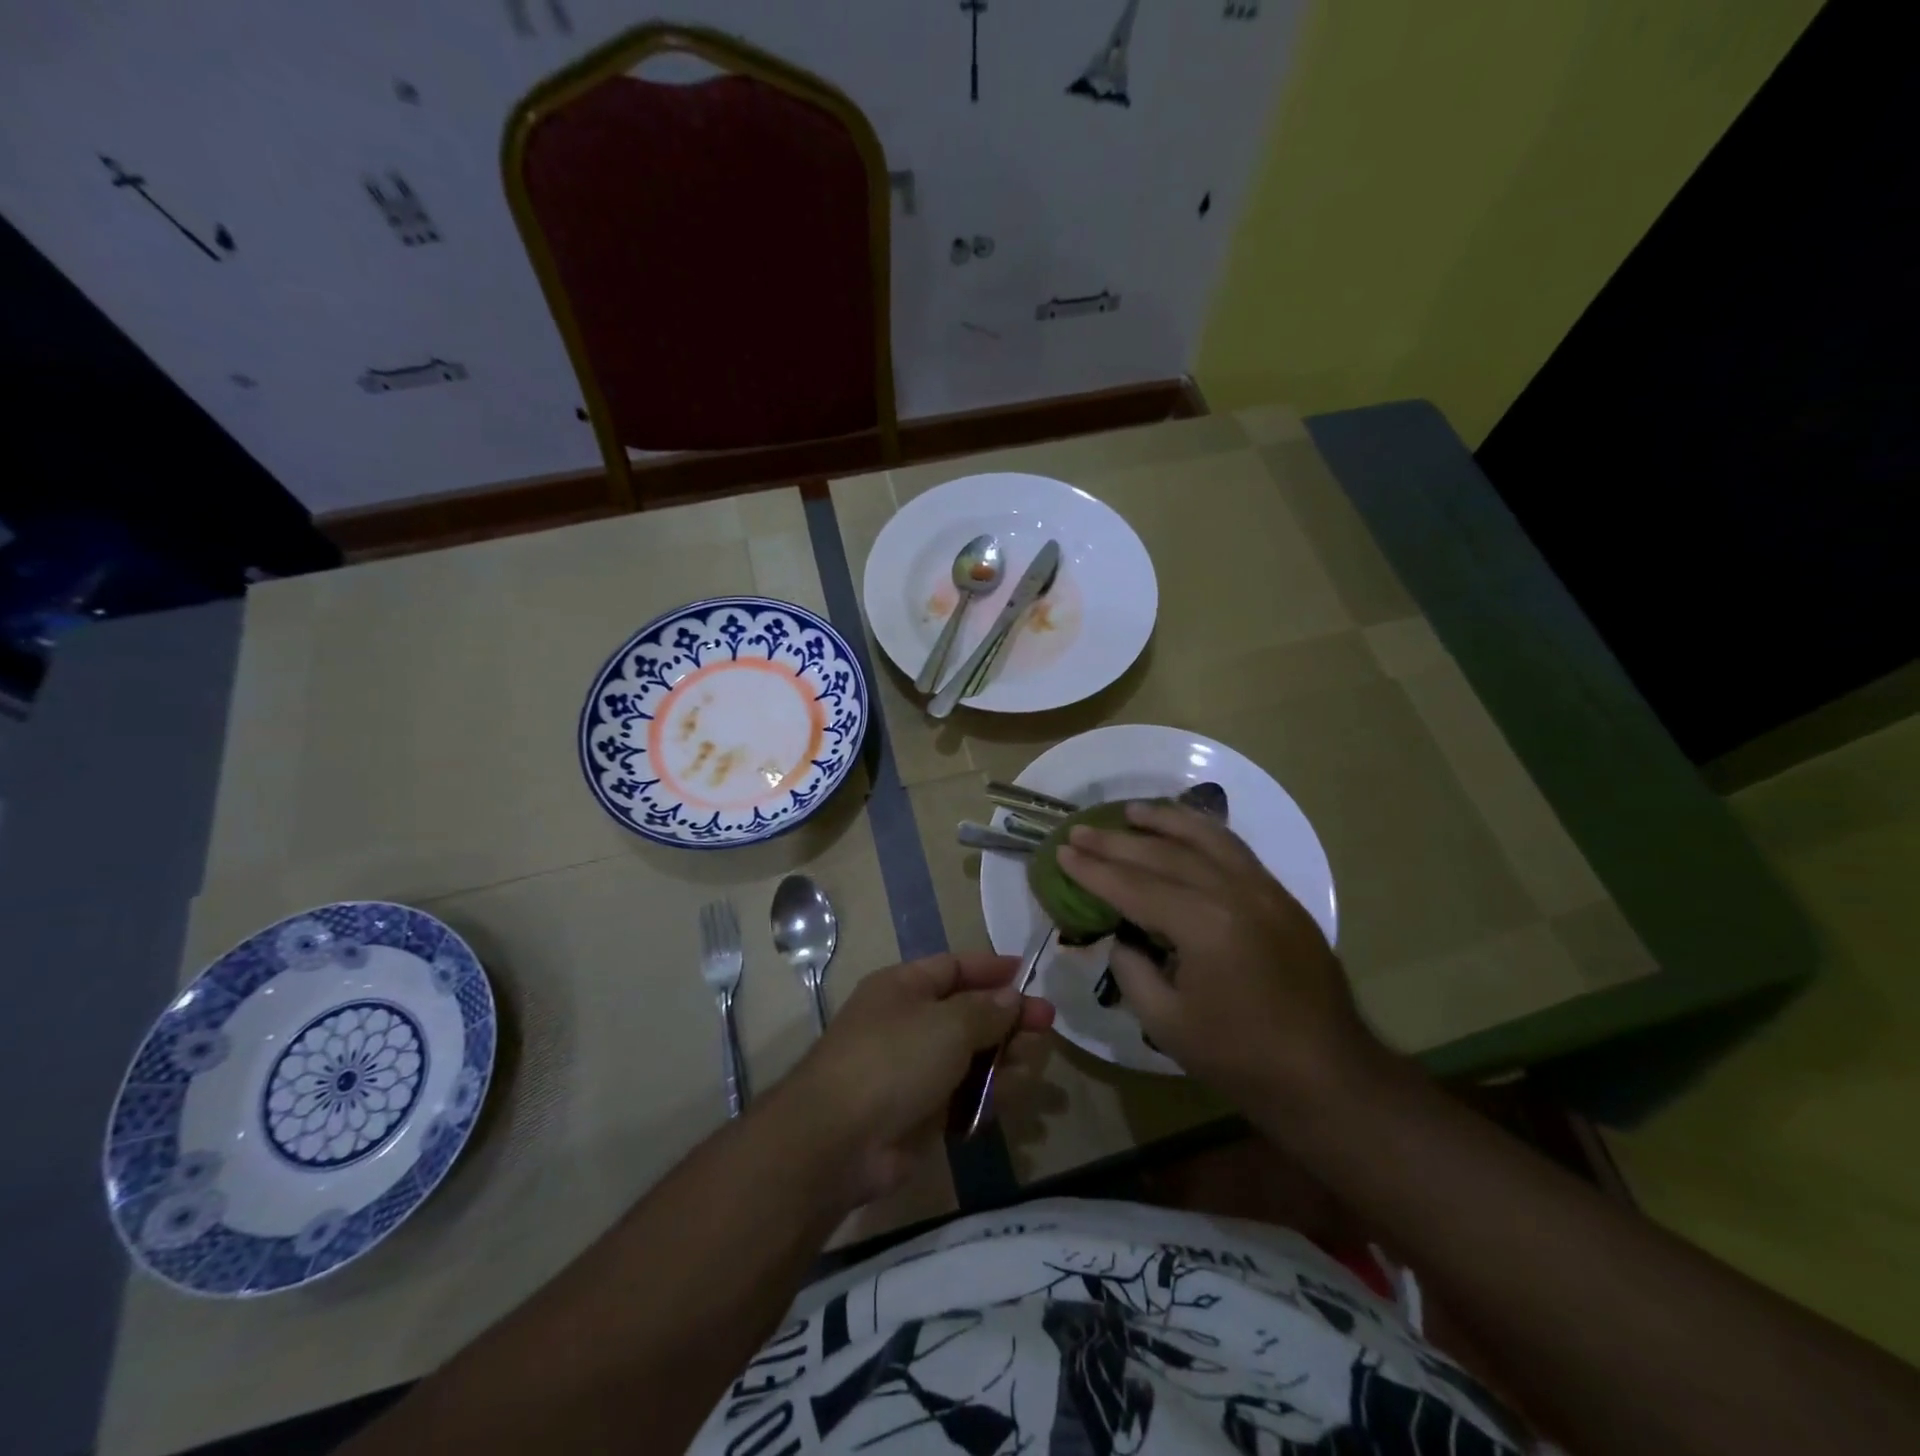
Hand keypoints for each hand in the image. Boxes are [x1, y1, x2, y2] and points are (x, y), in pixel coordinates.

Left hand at [779, 952, 1053, 1202]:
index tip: (1028, 972)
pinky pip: (964, 1096)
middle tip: (1047, 1024)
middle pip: (968, 1013)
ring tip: (1034, 1062)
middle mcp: (909, 1023)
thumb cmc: (894, 1060)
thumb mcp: (948, 1024)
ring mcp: (914, 1070)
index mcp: (904, 988)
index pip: (953, 968)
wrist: (840, 1141)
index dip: (990, 969)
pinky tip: (1013, 1095)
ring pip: (971, 1057)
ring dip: (1004, 1058)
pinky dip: (988, 1095)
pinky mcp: (922, 1114)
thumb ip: (986, 1010)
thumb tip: (1011, 998)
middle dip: (1008, 1017)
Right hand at [1058, 801, 1381, 1105]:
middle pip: (1163, 855)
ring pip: (1205, 838)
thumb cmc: (1241, 1058)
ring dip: (1164, 821)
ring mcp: (1263, 889)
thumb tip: (1122, 936)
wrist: (1329, 1076)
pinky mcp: (1281, 897)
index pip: (1134, 886)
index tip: (1062, 853)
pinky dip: (1204, 832)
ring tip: (1131, 811)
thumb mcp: (1166, 1023)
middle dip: (1115, 842)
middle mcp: (1233, 892)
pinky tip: (1185, 829)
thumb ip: (1132, 969)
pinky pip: (1235, 850)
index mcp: (1203, 925)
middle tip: (1079, 831)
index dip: (1093, 871)